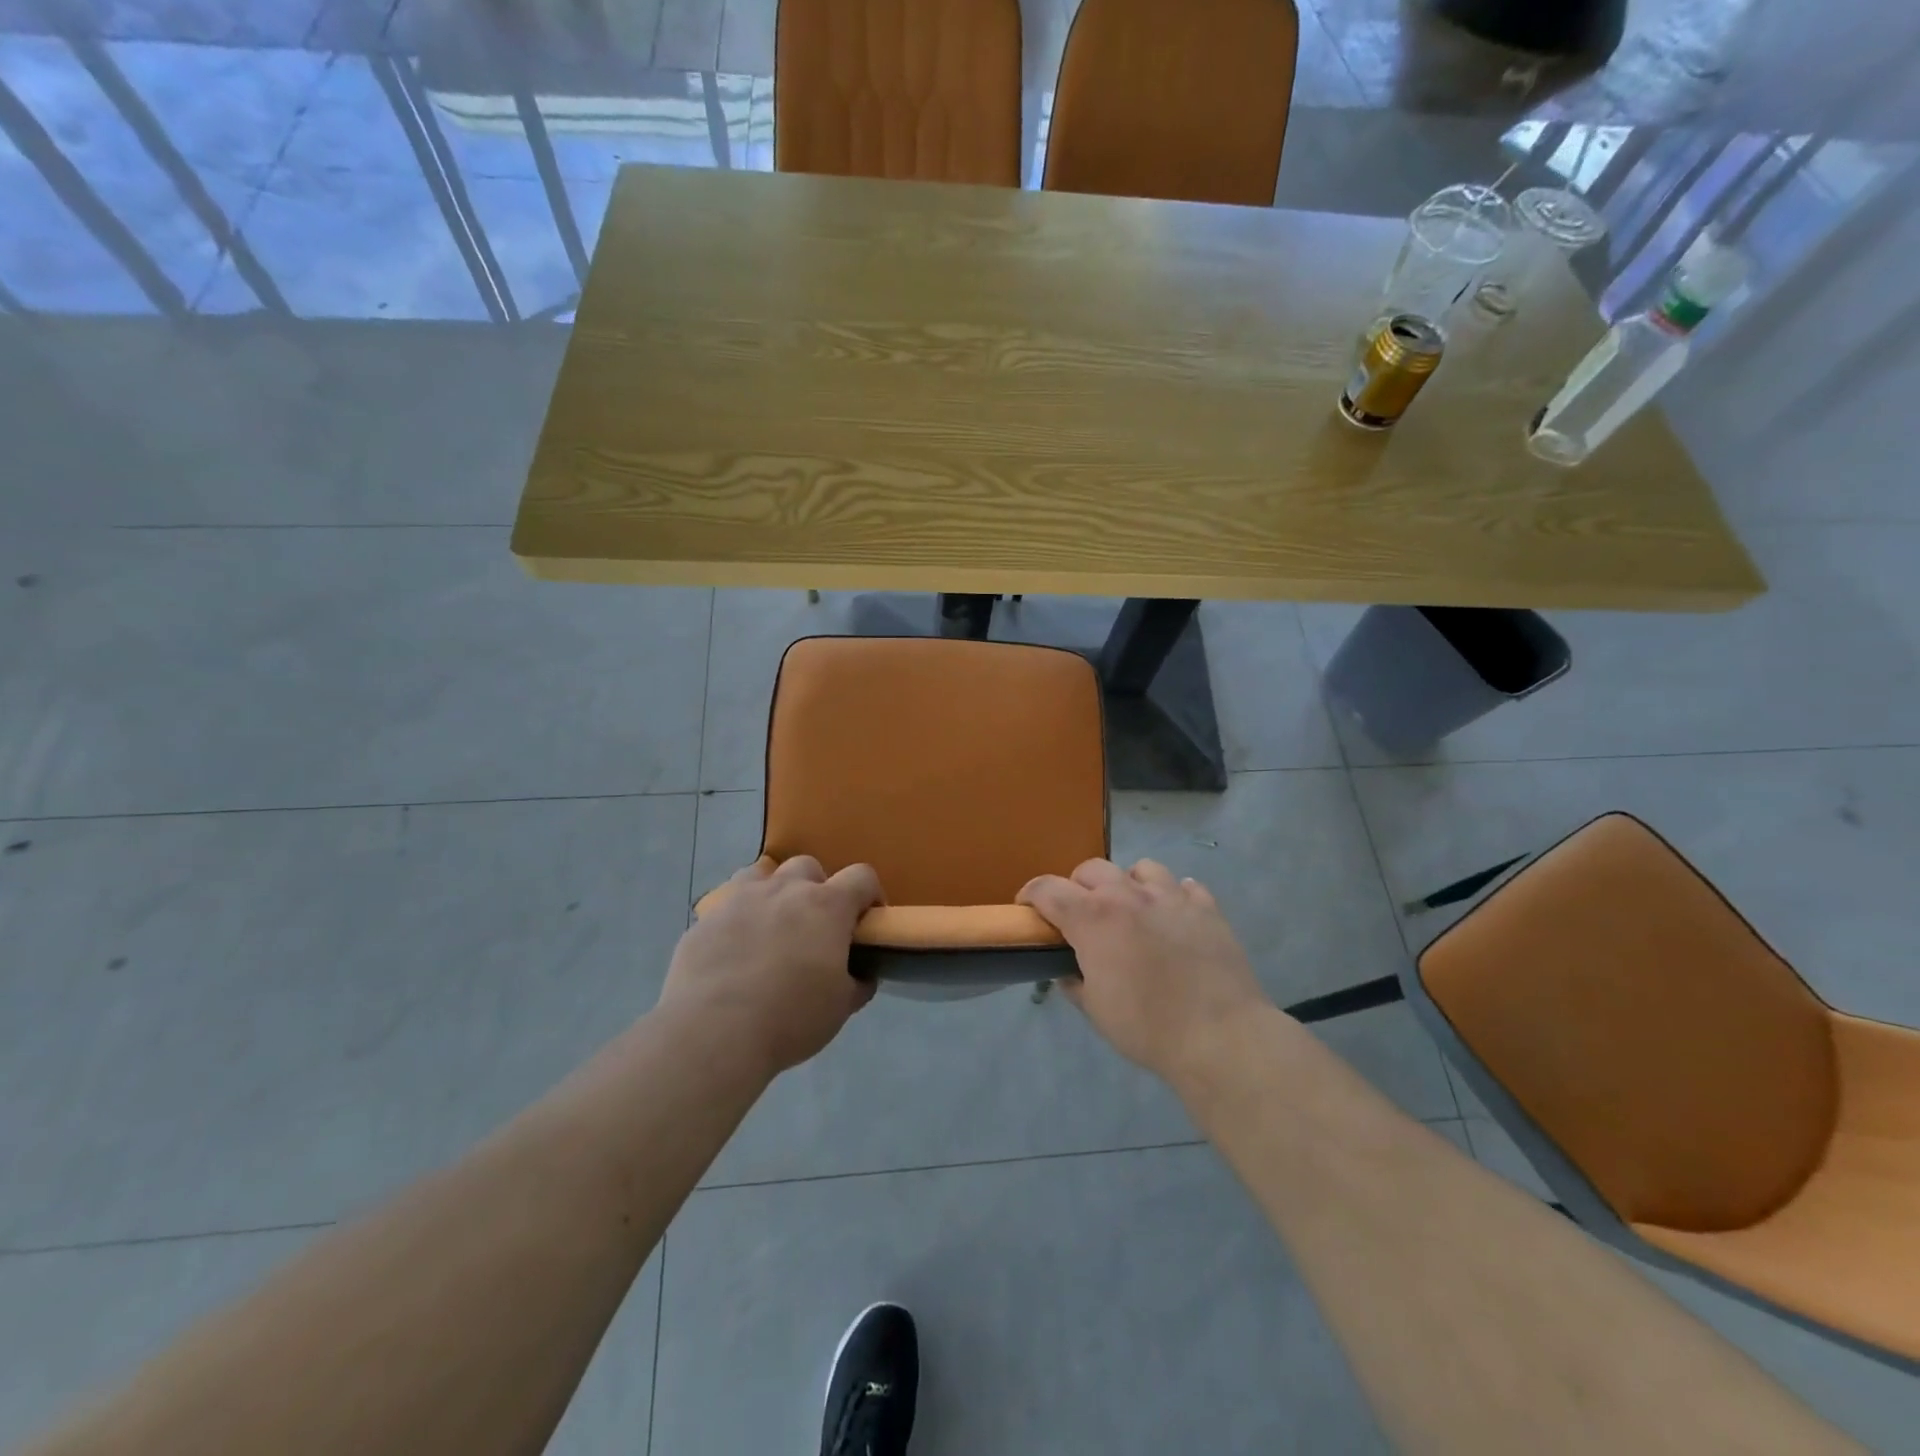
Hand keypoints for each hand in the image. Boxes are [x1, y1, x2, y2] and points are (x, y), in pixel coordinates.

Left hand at [660, 856, 882, 1076]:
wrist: (713, 1033)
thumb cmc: (790, 1018)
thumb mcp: (840, 1008)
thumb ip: (857, 983)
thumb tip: (861, 975)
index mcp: (827, 906)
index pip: (862, 877)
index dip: (870, 894)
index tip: (867, 921)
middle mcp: (785, 890)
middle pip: (808, 867)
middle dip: (817, 889)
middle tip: (815, 927)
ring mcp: (741, 898)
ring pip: (763, 873)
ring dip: (774, 892)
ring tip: (772, 926)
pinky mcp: (706, 917)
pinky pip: (728, 903)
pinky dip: (738, 916)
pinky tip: (735, 947)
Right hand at [1018, 858, 1268, 1078]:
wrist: (1219, 1035)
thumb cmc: (1147, 1026)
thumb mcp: (1095, 1010)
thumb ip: (1074, 982)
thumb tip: (1068, 971)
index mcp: (1093, 918)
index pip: (1048, 889)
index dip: (1031, 894)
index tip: (1026, 907)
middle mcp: (1128, 895)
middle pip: (1092, 869)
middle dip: (1078, 886)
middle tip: (1081, 914)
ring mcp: (1171, 897)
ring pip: (1141, 868)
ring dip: (1128, 884)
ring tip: (1132, 909)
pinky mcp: (1206, 908)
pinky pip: (1185, 887)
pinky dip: (1174, 897)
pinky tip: (1174, 917)